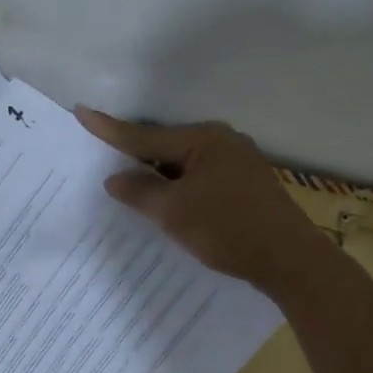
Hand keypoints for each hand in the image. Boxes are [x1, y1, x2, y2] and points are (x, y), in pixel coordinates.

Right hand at [76, 109, 321, 287]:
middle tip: (102, 154)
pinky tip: (168, 198)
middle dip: (135, 152)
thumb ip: (139, 191)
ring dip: (158, 172)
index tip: (82, 111)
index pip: (145, 135)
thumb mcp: (173, 212)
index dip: (110, 128)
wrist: (291, 261)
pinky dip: (179, 184)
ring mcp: (238, 161)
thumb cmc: (227, 229)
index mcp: (203, 139)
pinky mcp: (246, 183)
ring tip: (130, 181)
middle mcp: (222, 141)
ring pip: (183, 162)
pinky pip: (199, 175)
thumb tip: (115, 178)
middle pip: (165, 144)